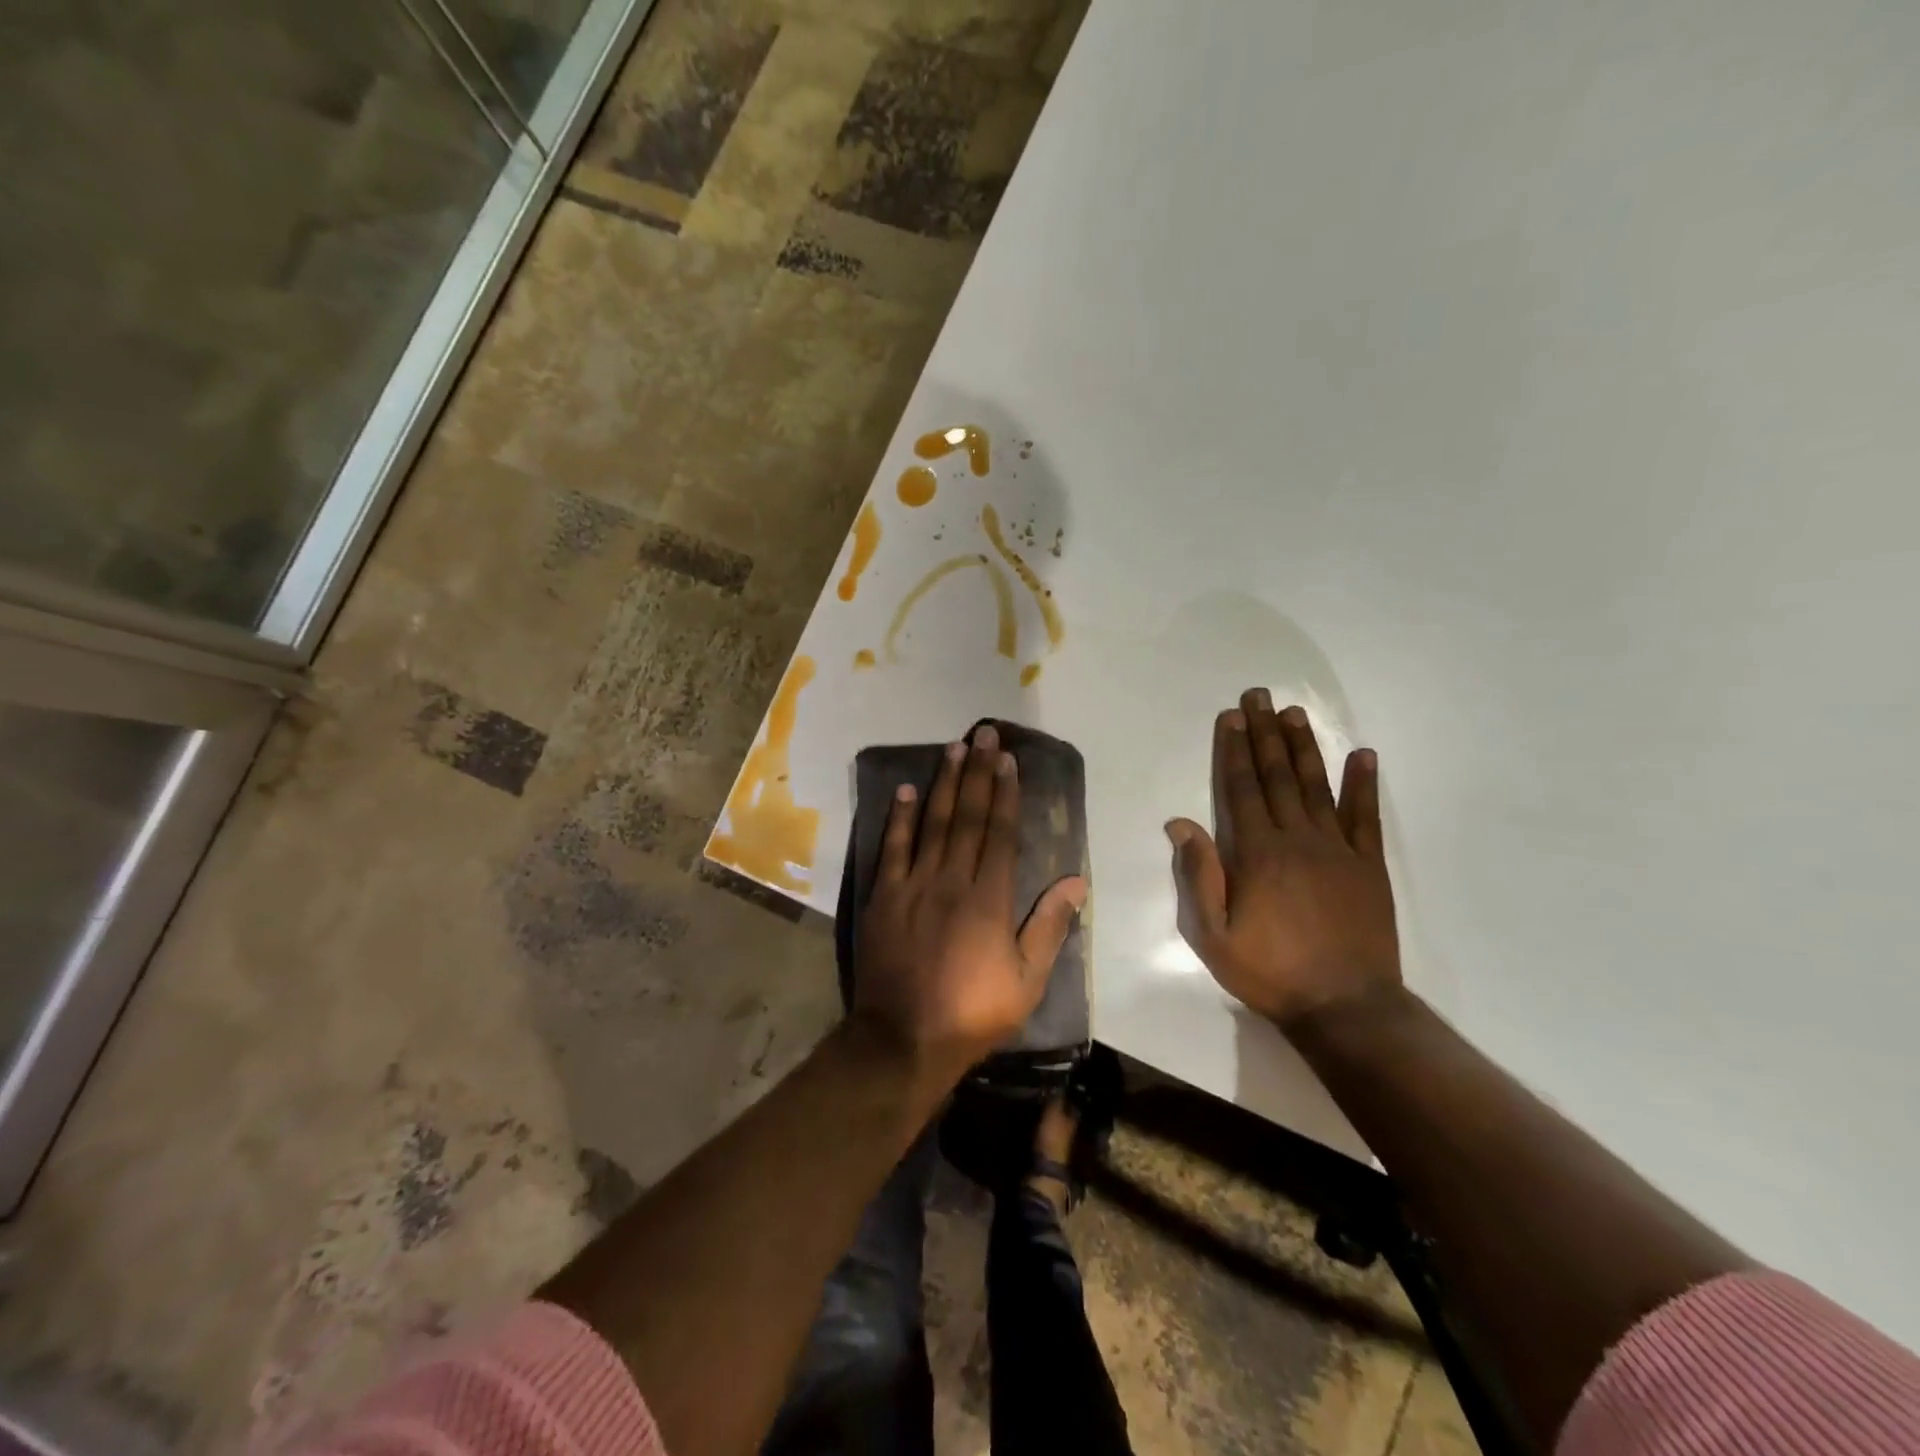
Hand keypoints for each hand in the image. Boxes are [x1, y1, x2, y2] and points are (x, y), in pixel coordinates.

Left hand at [854, 723, 1088, 1081]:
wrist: (904, 1039)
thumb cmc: (973, 1012)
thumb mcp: (1027, 980)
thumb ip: (1050, 927)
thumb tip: (1077, 882)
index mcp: (989, 899)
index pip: (1000, 833)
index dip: (1005, 793)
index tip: (1008, 760)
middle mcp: (952, 880)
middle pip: (967, 817)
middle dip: (978, 773)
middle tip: (983, 734)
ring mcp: (913, 885)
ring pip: (932, 823)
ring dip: (943, 783)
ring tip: (953, 748)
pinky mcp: (884, 897)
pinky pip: (892, 849)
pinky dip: (899, 818)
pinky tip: (906, 791)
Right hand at [1166, 690, 1400, 1029]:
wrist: (1345, 1007)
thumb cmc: (1270, 971)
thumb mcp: (1213, 934)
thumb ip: (1199, 875)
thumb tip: (1180, 822)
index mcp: (1257, 853)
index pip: (1241, 788)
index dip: (1233, 750)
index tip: (1231, 716)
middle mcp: (1297, 839)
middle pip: (1278, 776)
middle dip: (1265, 733)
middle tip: (1260, 696)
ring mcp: (1338, 849)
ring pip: (1318, 786)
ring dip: (1305, 747)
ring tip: (1294, 713)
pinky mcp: (1368, 866)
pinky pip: (1367, 817)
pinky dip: (1365, 785)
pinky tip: (1363, 756)